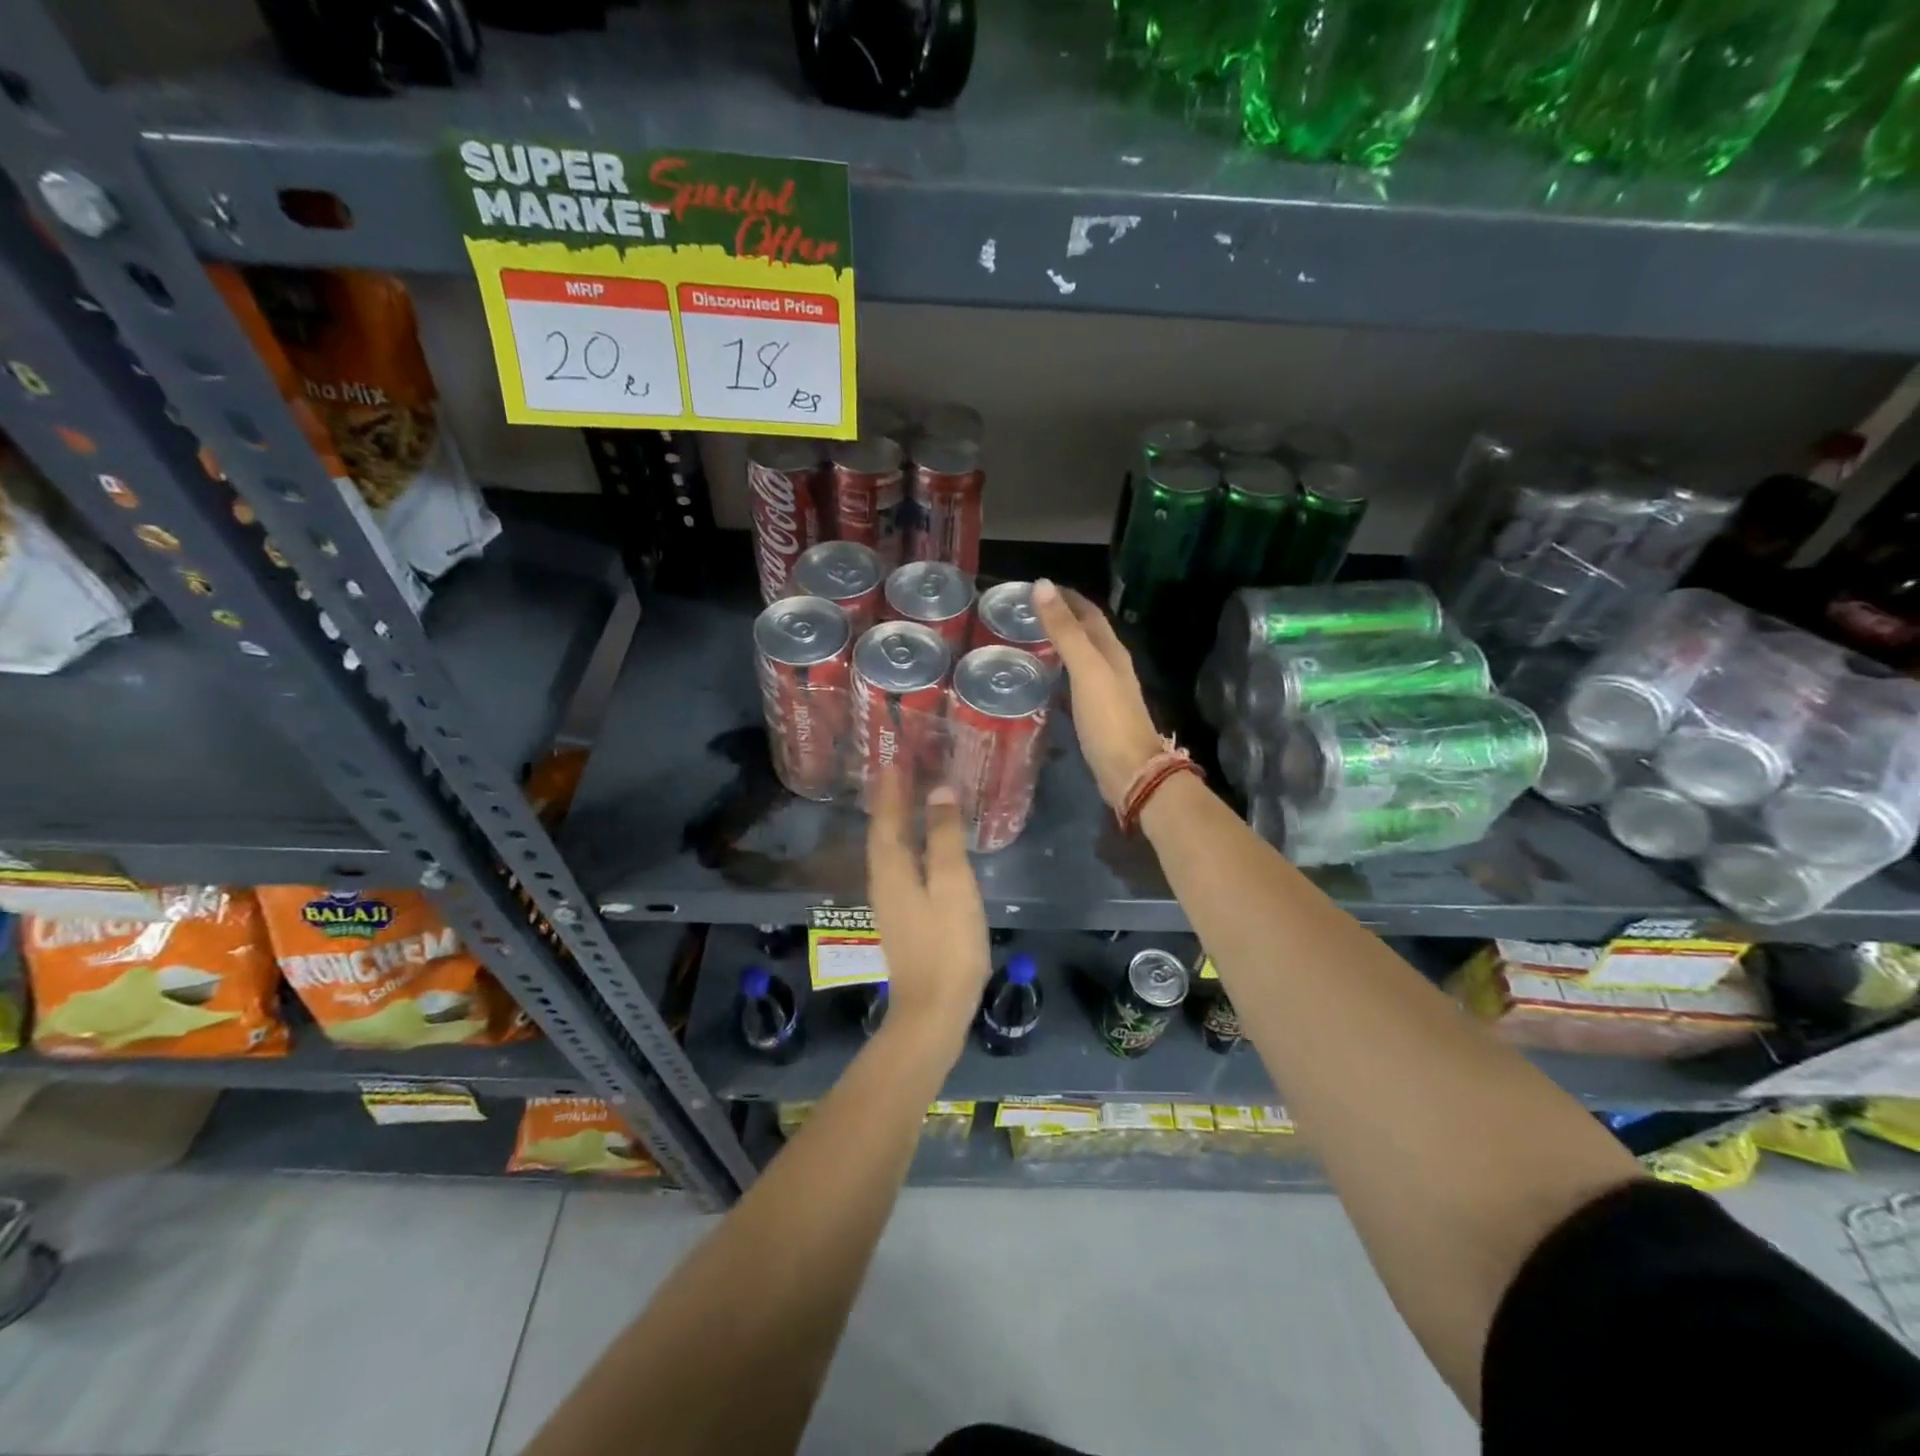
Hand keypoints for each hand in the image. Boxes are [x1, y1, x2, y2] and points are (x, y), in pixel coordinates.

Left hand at [866, 770, 991, 1059]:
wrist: (932, 1010)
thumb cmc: (947, 944)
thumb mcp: (952, 884)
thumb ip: (945, 837)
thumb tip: (938, 791)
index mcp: (892, 868)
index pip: (886, 816)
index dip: (890, 787)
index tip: (893, 757)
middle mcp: (883, 880)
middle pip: (882, 832)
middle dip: (888, 800)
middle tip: (899, 770)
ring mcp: (890, 902)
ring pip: (888, 850)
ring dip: (894, 821)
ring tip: (906, 798)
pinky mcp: (902, 918)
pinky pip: (898, 866)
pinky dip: (905, 844)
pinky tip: (919, 847)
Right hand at [1032, 580, 1165, 808]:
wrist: (1130, 771)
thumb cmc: (1108, 719)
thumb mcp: (1085, 669)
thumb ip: (1065, 630)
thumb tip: (1043, 585)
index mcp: (1111, 650)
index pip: (1088, 612)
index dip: (1066, 597)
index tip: (1036, 587)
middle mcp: (1112, 665)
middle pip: (1087, 631)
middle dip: (1062, 616)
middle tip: (1027, 611)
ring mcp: (1106, 690)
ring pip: (1081, 655)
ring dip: (1061, 642)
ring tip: (1030, 638)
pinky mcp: (1097, 712)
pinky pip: (1076, 680)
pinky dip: (1060, 669)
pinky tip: (1044, 676)